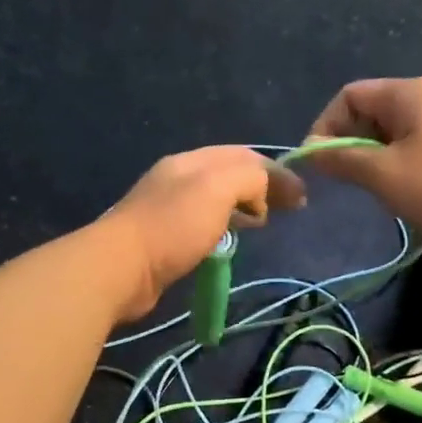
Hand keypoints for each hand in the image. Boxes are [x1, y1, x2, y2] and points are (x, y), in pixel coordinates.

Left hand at [100, 146, 306, 321]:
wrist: (120, 267)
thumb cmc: (173, 225)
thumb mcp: (218, 189)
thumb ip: (249, 179)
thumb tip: (263, 190)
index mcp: (191, 161)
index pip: (242, 155)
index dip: (275, 171)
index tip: (301, 196)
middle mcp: (177, 179)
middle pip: (228, 175)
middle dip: (260, 187)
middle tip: (287, 209)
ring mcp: (166, 209)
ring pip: (215, 200)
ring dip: (242, 207)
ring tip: (262, 222)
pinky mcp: (161, 239)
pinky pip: (202, 224)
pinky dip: (223, 226)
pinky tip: (228, 241)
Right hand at [303, 77, 421, 242]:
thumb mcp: (384, 174)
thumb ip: (343, 160)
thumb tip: (310, 151)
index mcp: (406, 94)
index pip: (348, 96)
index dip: (325, 127)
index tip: (321, 164)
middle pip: (370, 112)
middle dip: (351, 145)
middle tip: (349, 181)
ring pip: (393, 133)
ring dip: (376, 159)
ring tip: (380, 191)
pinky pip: (417, 145)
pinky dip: (402, 165)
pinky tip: (411, 193)